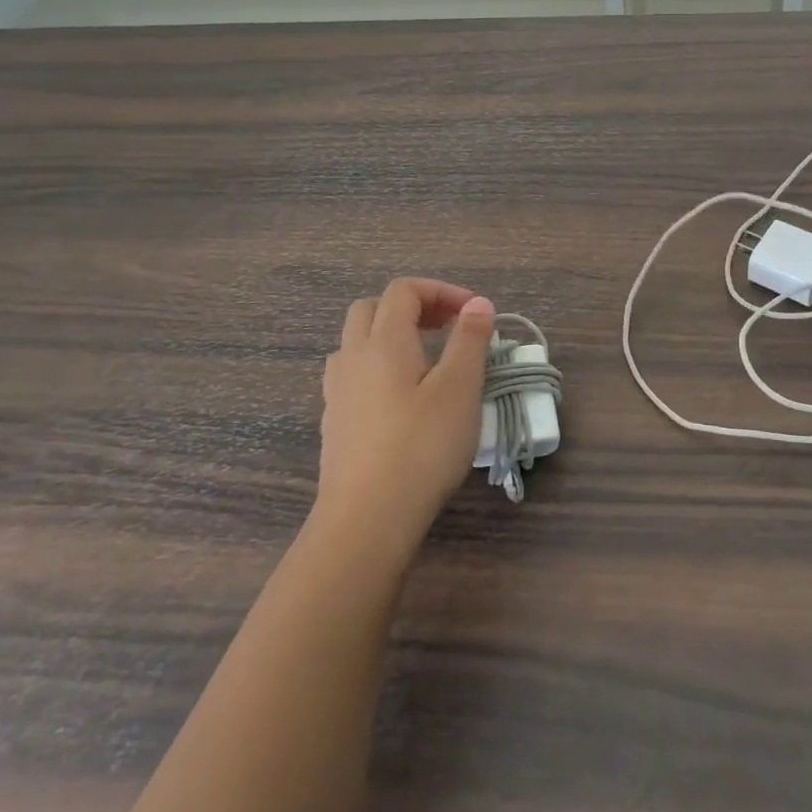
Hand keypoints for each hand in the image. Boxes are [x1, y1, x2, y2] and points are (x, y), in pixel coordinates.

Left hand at [317, 278, 495, 538]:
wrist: (366, 520)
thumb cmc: (421, 447)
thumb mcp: (460, 388)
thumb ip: (470, 340)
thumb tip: (477, 304)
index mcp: (383, 341)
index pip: (404, 290)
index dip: (441, 291)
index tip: (475, 313)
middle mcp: (353, 357)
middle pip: (372, 308)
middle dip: (412, 307)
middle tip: (447, 328)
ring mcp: (337, 392)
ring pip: (356, 342)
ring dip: (389, 337)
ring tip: (425, 361)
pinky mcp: (333, 424)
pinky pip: (352, 376)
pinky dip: (378, 368)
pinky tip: (401, 399)